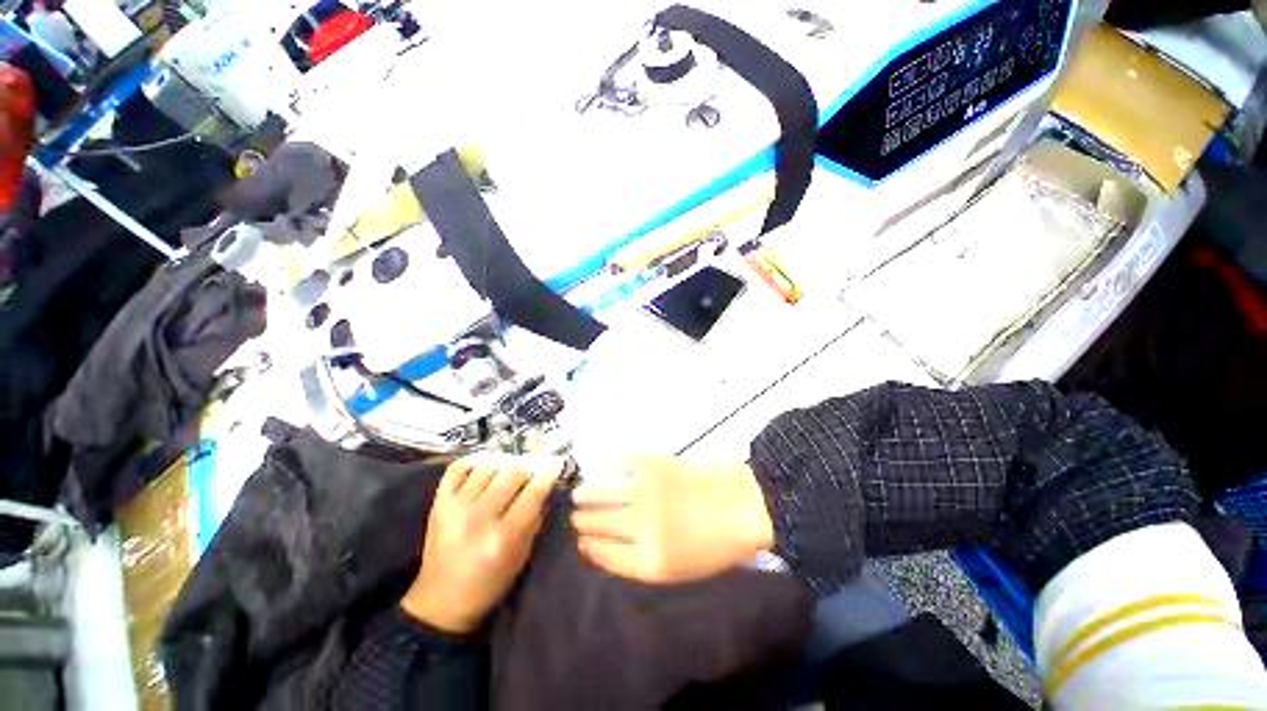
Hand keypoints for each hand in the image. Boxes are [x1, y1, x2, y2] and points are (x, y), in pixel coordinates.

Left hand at [400, 455, 564, 632]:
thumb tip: (545, 489)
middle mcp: (479, 517)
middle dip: (528, 469)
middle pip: (512, 475)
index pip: (533, 493)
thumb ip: (534, 520)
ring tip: (510, 471)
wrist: (441, 600)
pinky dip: (475, 462)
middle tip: (534, 470)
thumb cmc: (488, 583)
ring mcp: (456, 507)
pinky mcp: (439, 503)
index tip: (556, 464)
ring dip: (504, 466)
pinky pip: (459, 468)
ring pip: (489, 467)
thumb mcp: (521, 556)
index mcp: (503, 536)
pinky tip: (485, 467)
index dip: (548, 475)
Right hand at [570, 457, 774, 583]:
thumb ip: (641, 561)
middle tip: (575, 515)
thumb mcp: (680, 570)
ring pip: (601, 491)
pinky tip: (612, 470)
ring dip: (586, 492)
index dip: (587, 546)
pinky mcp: (655, 464)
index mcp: (649, 560)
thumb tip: (609, 545)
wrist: (747, 504)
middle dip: (581, 519)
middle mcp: (641, 524)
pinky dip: (613, 467)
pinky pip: (622, 463)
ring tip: (579, 493)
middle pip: (596, 521)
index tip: (580, 541)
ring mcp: (646, 490)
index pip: (601, 553)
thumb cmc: (717, 545)